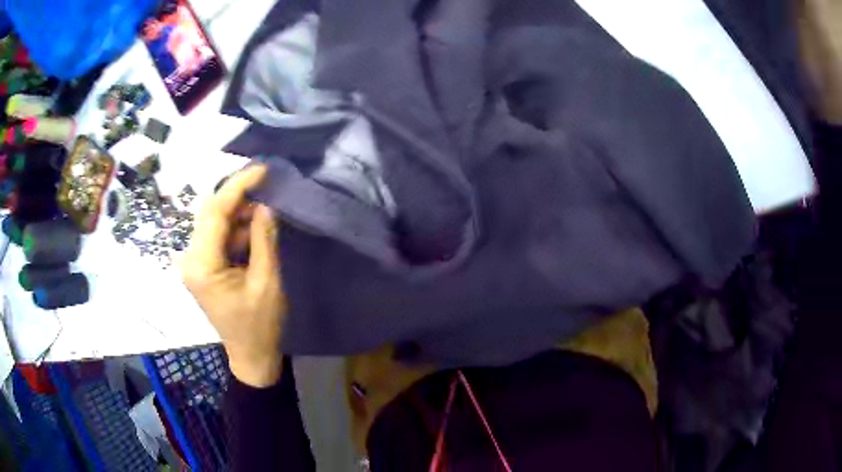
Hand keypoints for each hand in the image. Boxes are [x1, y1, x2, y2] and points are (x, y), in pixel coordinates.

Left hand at [180, 165, 285, 386]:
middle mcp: (190, 258)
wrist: (250, 356)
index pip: (215, 212)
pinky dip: (235, 227)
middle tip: (266, 184)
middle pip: (209, 212)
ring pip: (213, 221)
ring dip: (238, 212)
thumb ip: (264, 239)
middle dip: (237, 195)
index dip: (238, 186)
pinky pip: (216, 236)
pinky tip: (254, 227)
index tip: (262, 169)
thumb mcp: (267, 282)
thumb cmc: (260, 325)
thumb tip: (266, 204)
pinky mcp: (202, 266)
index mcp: (202, 265)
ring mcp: (194, 262)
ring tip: (265, 208)